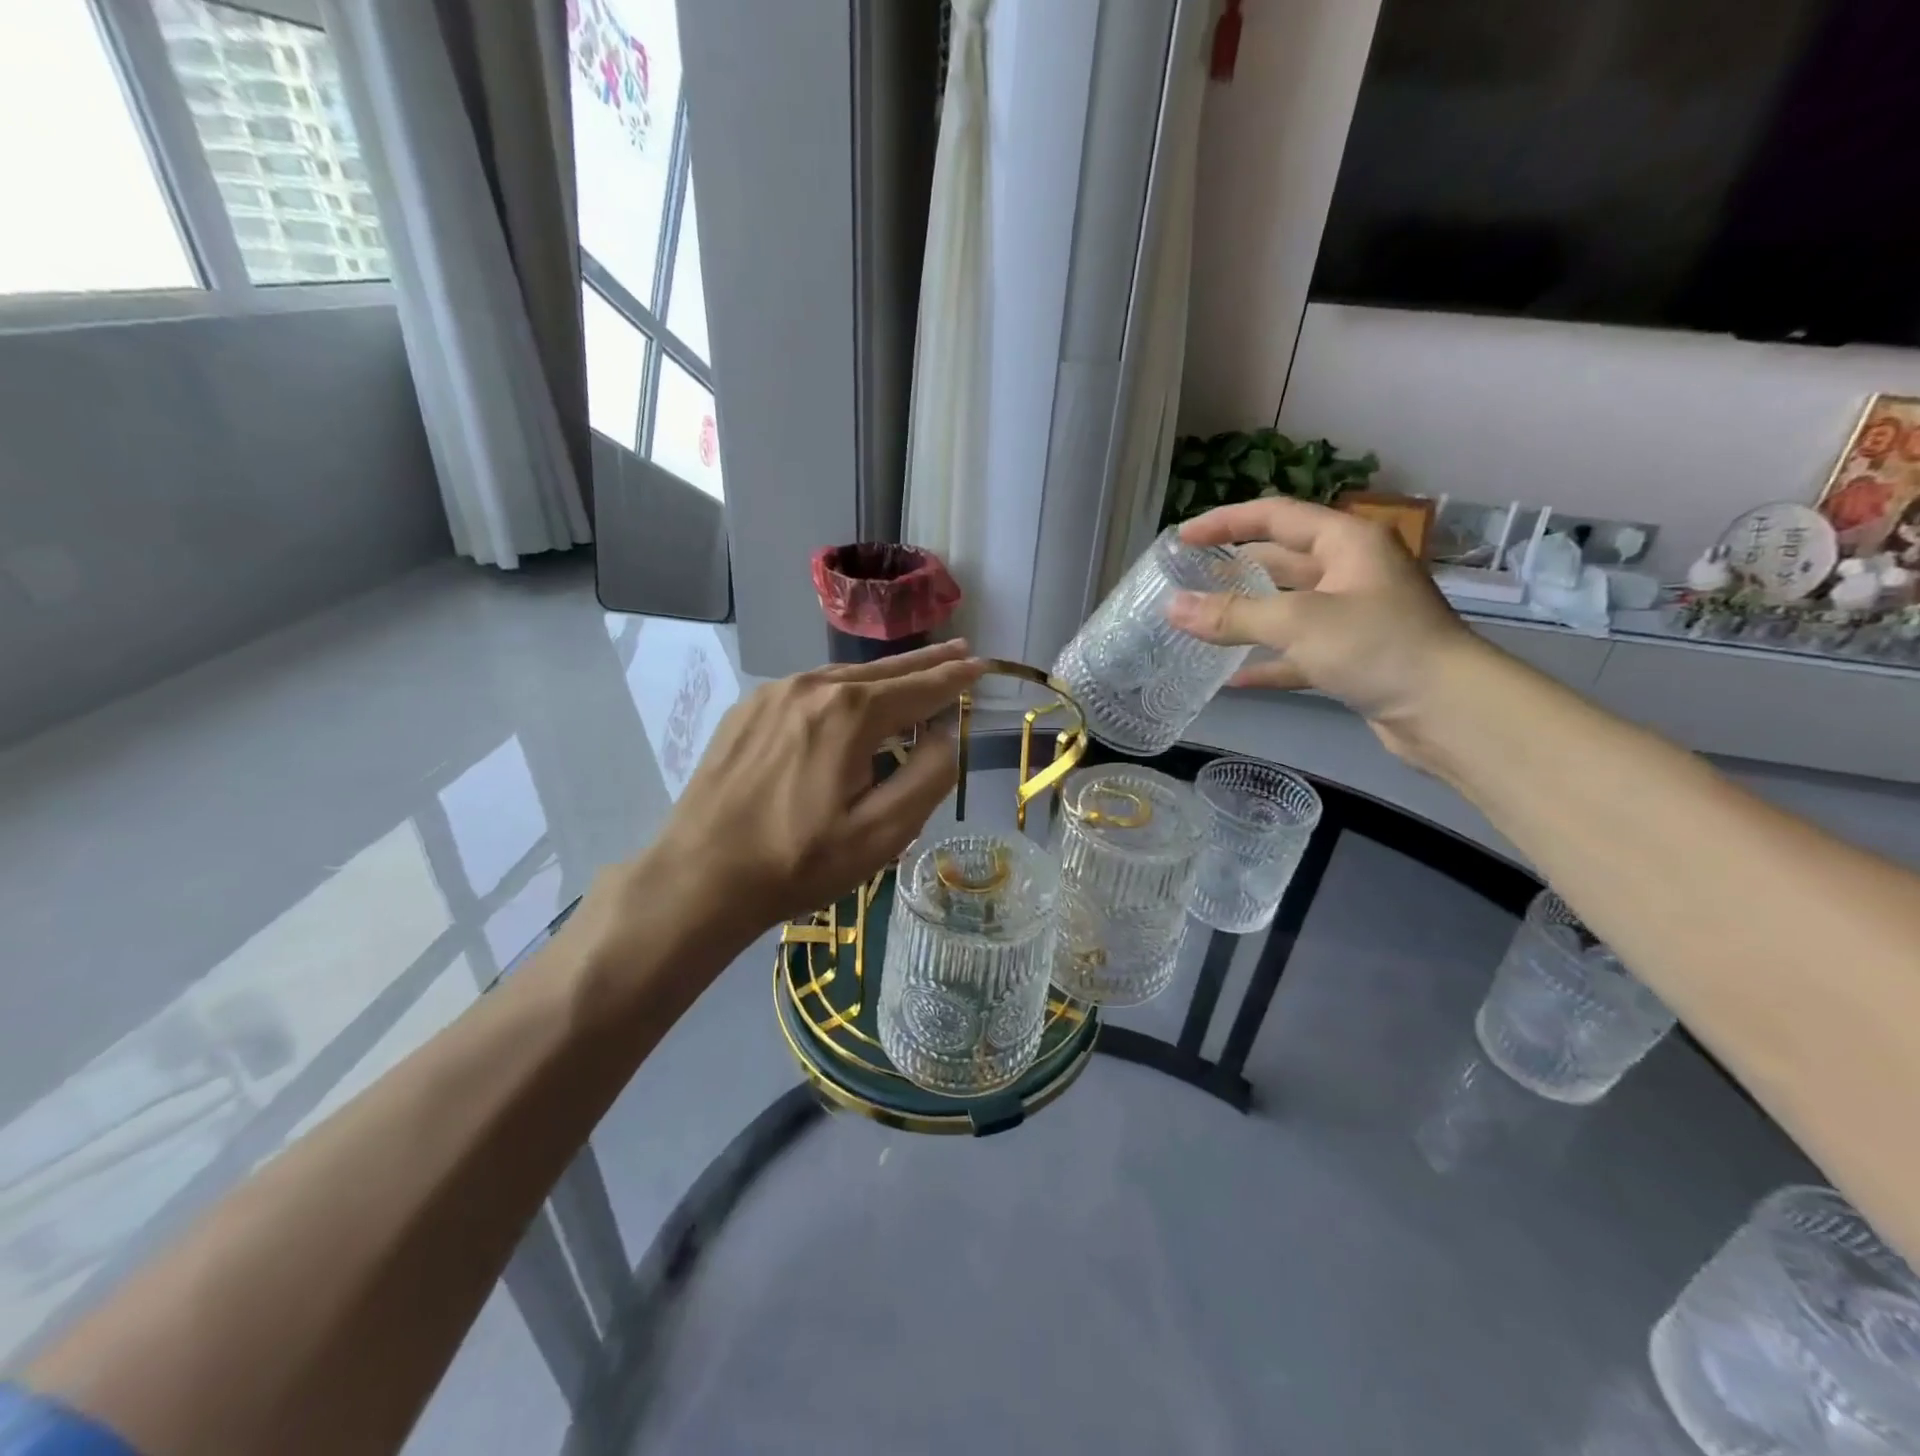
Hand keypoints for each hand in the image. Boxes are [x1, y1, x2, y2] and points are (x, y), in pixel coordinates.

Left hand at [575, 642, 984, 985]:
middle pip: (884, 670)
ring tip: (913, 672)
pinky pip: (810, 689)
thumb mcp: (881, 833)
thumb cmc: (798, 862)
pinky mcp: (747, 710)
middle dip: (927, 662)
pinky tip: (850, 699)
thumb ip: (927, 777)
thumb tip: (943, 735)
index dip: (956, 678)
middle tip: (961, 648)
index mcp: (850, 713)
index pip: (920, 687)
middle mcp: (812, 687)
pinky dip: (843, 689)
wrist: (699, 877)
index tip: (982, 666)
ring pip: (844, 676)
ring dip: (885, 675)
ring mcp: (773, 694)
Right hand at [1166, 498, 1482, 762]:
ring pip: (1287, 607)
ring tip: (1200, 622)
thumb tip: (1172, 607)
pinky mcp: (1353, 657)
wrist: (1449, 709)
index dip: (1225, 522)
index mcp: (1346, 542)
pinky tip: (1232, 678)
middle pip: (1281, 559)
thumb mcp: (1298, 622)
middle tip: (1187, 579)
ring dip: (1247, 616)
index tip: (1181, 538)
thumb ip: (1233, 614)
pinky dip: (1268, 662)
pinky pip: (1299, 653)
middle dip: (1234, 569)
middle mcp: (1351, 571)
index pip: (1275, 516)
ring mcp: (1354, 616)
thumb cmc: (1376, 645)